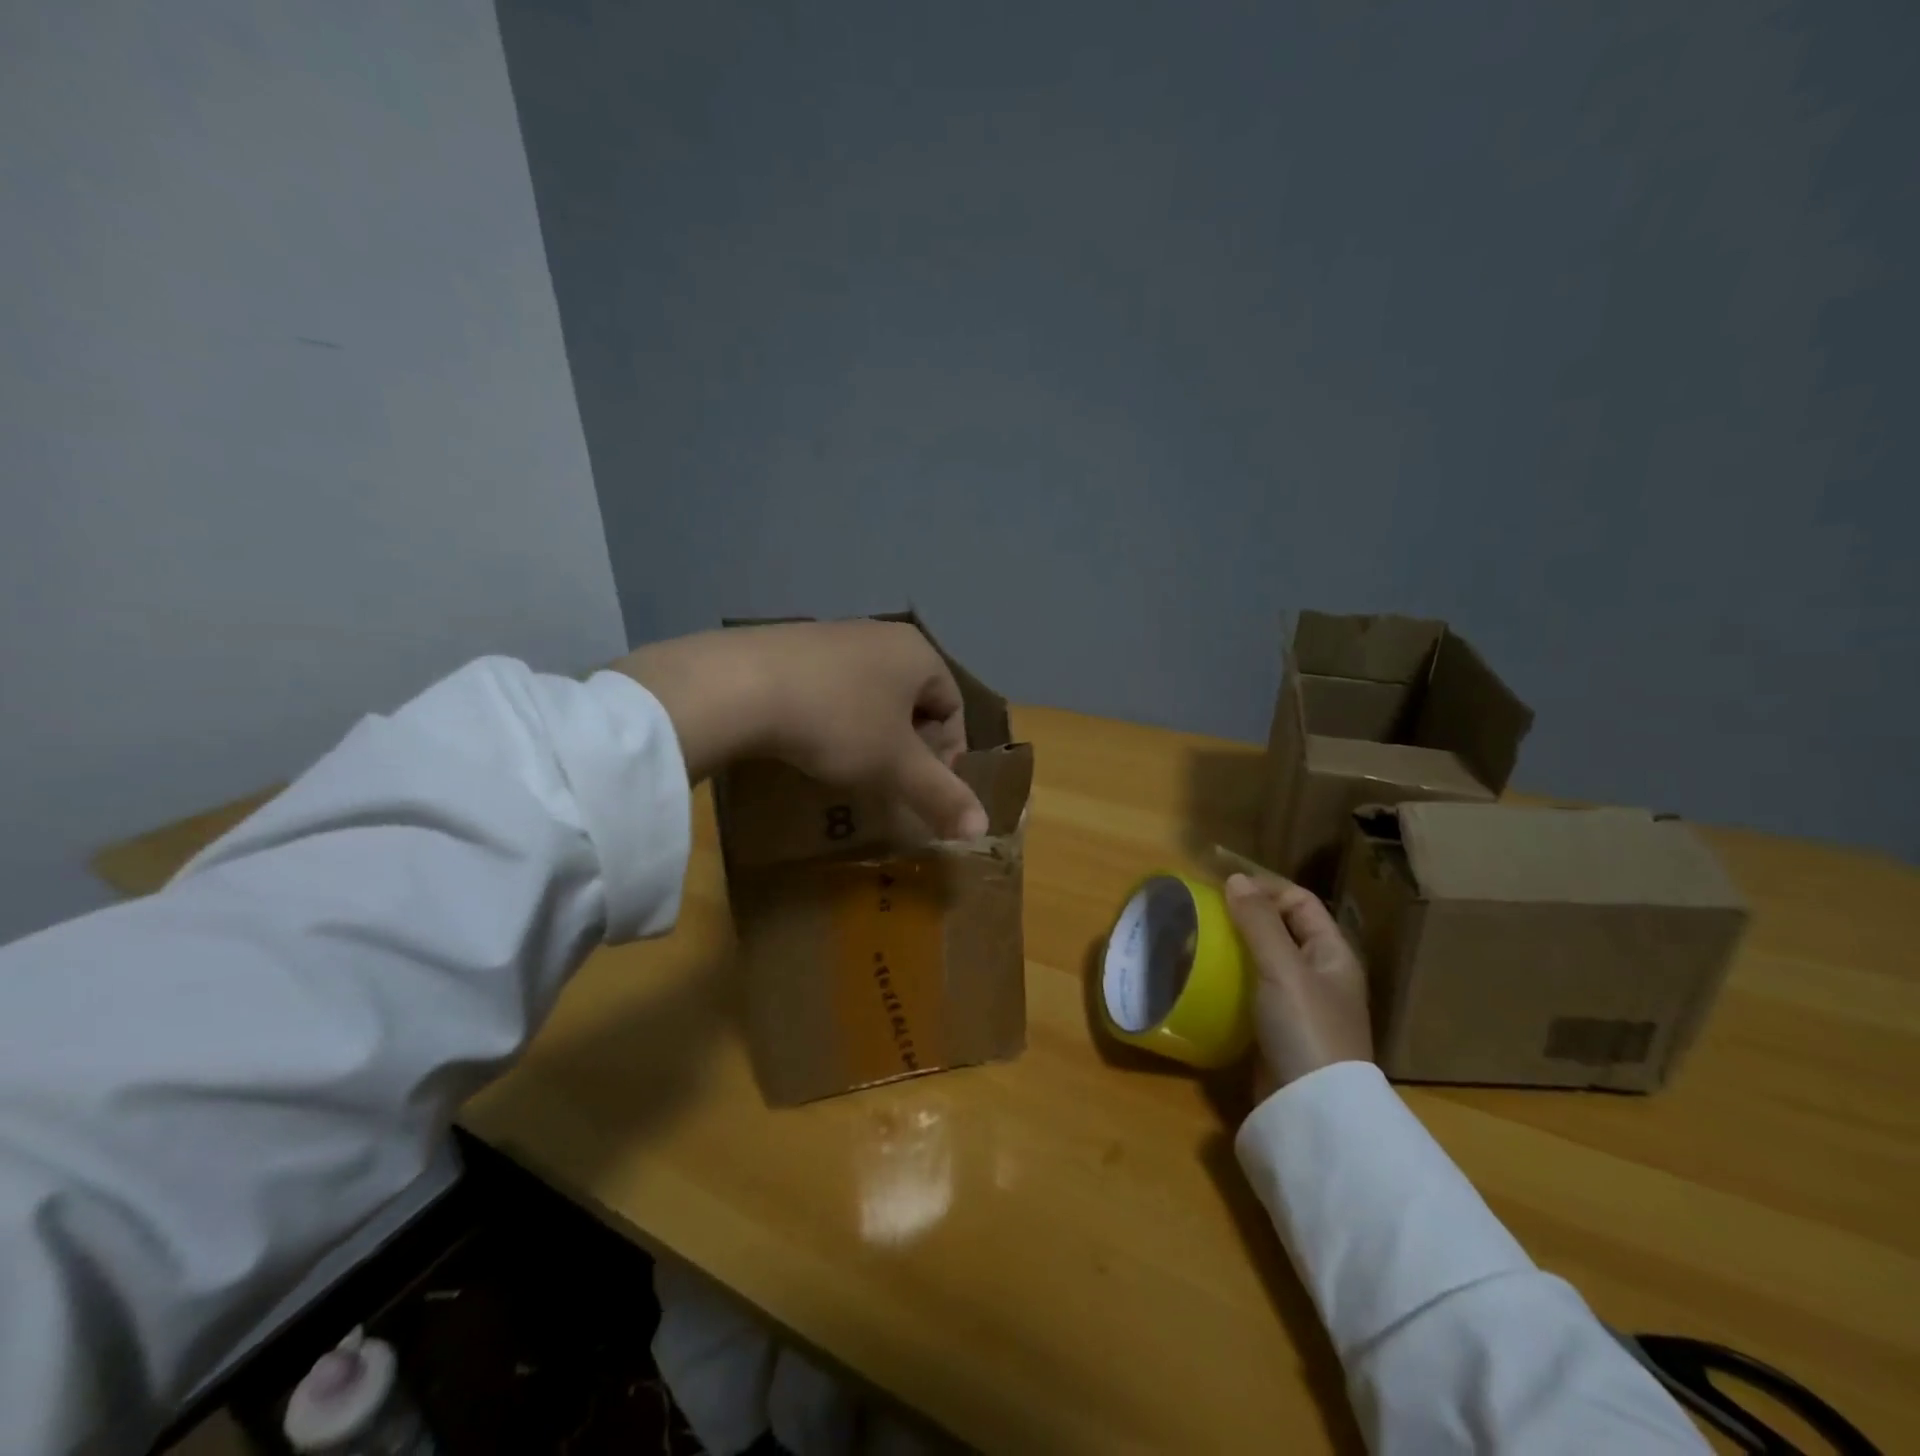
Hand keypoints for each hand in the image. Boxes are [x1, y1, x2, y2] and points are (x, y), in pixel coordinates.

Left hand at [616, 621, 988, 839]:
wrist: (740, 686)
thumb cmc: (837, 722)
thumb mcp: (895, 766)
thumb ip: (942, 795)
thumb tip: (983, 828)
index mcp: (918, 653)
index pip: (953, 706)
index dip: (948, 753)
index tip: (923, 786)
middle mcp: (881, 635)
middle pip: (913, 700)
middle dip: (908, 745)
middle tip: (889, 779)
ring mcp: (834, 635)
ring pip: (871, 694)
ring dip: (870, 733)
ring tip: (848, 765)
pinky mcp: (792, 644)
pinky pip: (831, 687)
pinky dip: (832, 717)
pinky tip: (809, 741)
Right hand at [1224, 871, 1373, 1102]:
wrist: (1312, 1109)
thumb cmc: (1306, 1028)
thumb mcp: (1283, 968)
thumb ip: (1259, 923)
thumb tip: (1235, 879)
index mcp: (1332, 954)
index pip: (1300, 903)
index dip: (1266, 889)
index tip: (1223, 887)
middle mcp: (1319, 975)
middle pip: (1282, 929)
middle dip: (1245, 916)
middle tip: (1205, 911)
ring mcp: (1298, 1004)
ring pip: (1263, 960)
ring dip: (1233, 947)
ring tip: (1198, 939)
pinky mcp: (1276, 1029)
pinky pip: (1251, 990)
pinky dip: (1229, 978)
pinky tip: (1204, 977)